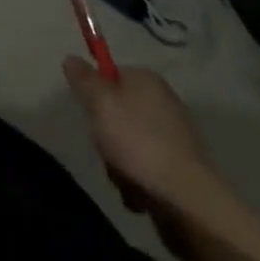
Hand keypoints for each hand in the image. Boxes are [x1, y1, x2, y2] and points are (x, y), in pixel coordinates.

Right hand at [63, 58, 222, 218]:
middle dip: (106, 136)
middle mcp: (163, 102)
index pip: (110, 75)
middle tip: (106, 149)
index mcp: (147, 79)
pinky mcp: (180, 170)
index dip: (95, 95)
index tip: (92, 116)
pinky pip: (146, 169)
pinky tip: (139, 196)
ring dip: (119, 165)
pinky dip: (137, 182)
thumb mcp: (101, 104)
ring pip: (128, 144)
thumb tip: (71, 58)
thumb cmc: (139, 144)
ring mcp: (174, 138)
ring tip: (124, 179)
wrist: (188, 202)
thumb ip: (84, 80)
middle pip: (117, 113)